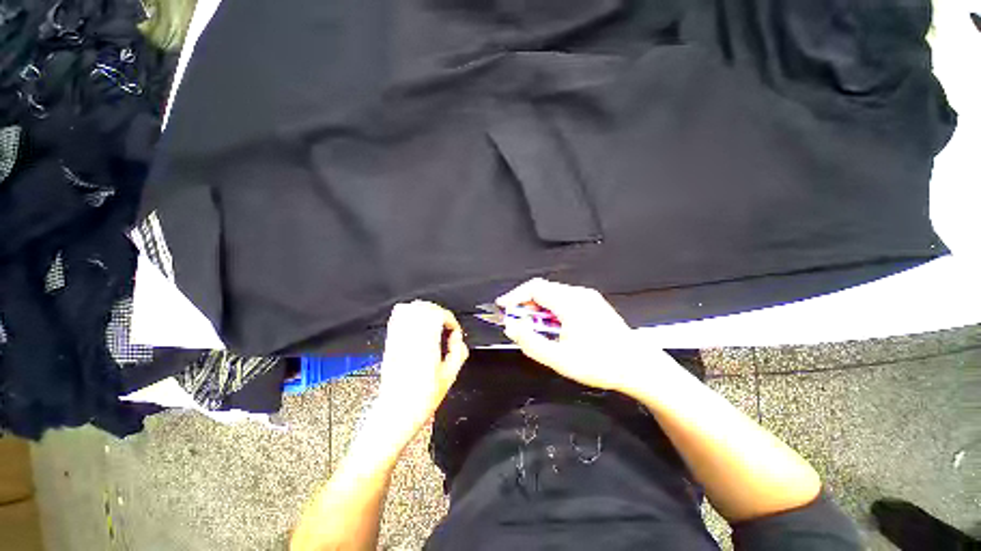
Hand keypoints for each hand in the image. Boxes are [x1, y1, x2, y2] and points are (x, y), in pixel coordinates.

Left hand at [371, 301, 468, 446]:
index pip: (437, 315)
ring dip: (424, 311)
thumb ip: (458, 353)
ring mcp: (397, 339)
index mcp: (426, 345)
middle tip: (445, 325)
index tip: (454, 331)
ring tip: (432, 322)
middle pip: (423, 307)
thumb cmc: (421, 399)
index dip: (450, 319)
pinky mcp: (390, 343)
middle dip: (439, 311)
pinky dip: (408, 314)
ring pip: (409, 308)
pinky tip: (417, 325)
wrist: (395, 413)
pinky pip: (396, 318)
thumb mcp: (449, 377)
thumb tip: (457, 339)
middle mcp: (409, 338)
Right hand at [498, 279, 676, 393]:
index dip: (515, 295)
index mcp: (570, 303)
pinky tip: (552, 326)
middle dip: (525, 303)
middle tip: (517, 322)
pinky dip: (550, 309)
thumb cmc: (601, 363)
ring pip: (553, 294)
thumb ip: (531, 342)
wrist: (638, 366)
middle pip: (543, 290)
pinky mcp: (592, 303)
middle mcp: (579, 294)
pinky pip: (564, 299)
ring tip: (534, 327)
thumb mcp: (560, 359)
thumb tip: (512, 327)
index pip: (534, 288)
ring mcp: (587, 297)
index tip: (503, 307)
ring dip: (538, 307)